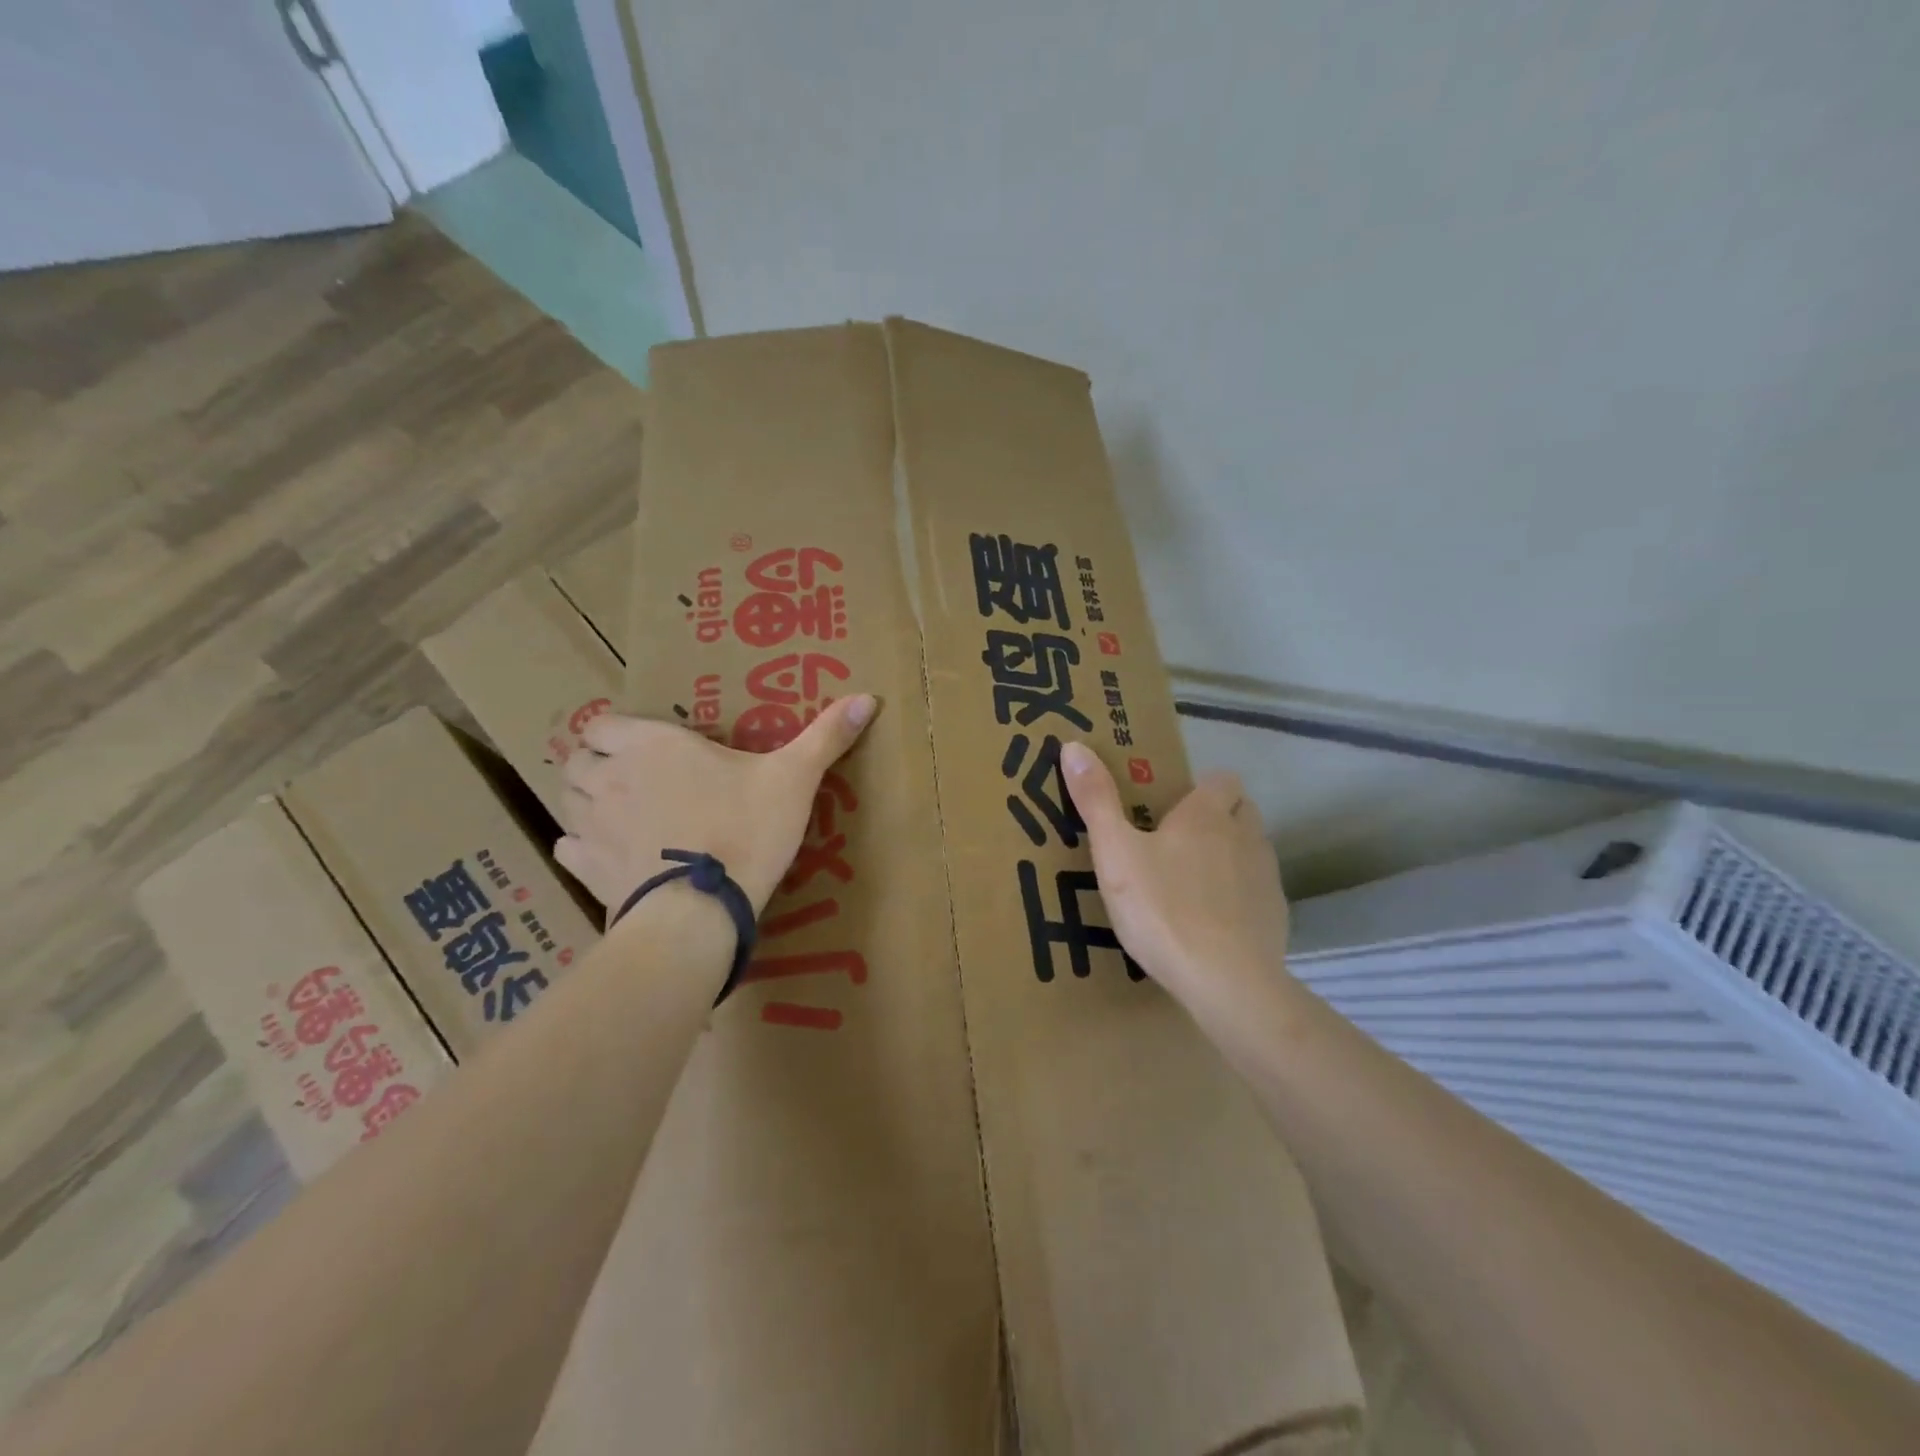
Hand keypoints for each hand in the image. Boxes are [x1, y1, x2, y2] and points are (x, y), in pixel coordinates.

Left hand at [554, 696, 877, 914]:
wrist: (702, 910)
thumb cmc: (745, 830)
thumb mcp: (794, 779)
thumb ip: (826, 736)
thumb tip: (869, 697)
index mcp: (653, 745)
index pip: (603, 723)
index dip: (615, 731)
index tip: (641, 743)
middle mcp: (612, 777)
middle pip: (577, 758)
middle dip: (594, 762)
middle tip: (627, 775)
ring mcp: (594, 825)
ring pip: (566, 798)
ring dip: (583, 797)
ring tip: (615, 808)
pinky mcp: (588, 868)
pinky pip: (567, 846)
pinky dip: (579, 844)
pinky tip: (601, 851)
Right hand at [1061, 741, 1292, 1020]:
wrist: (1226, 982)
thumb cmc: (1163, 909)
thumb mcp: (1116, 854)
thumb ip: (1096, 800)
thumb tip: (1073, 745)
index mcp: (1207, 815)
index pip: (1222, 778)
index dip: (1201, 787)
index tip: (1172, 806)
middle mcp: (1245, 836)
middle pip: (1241, 810)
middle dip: (1218, 817)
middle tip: (1178, 841)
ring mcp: (1267, 878)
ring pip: (1252, 850)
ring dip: (1230, 855)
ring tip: (1192, 883)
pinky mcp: (1276, 917)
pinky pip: (1258, 893)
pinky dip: (1240, 898)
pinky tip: (1213, 924)